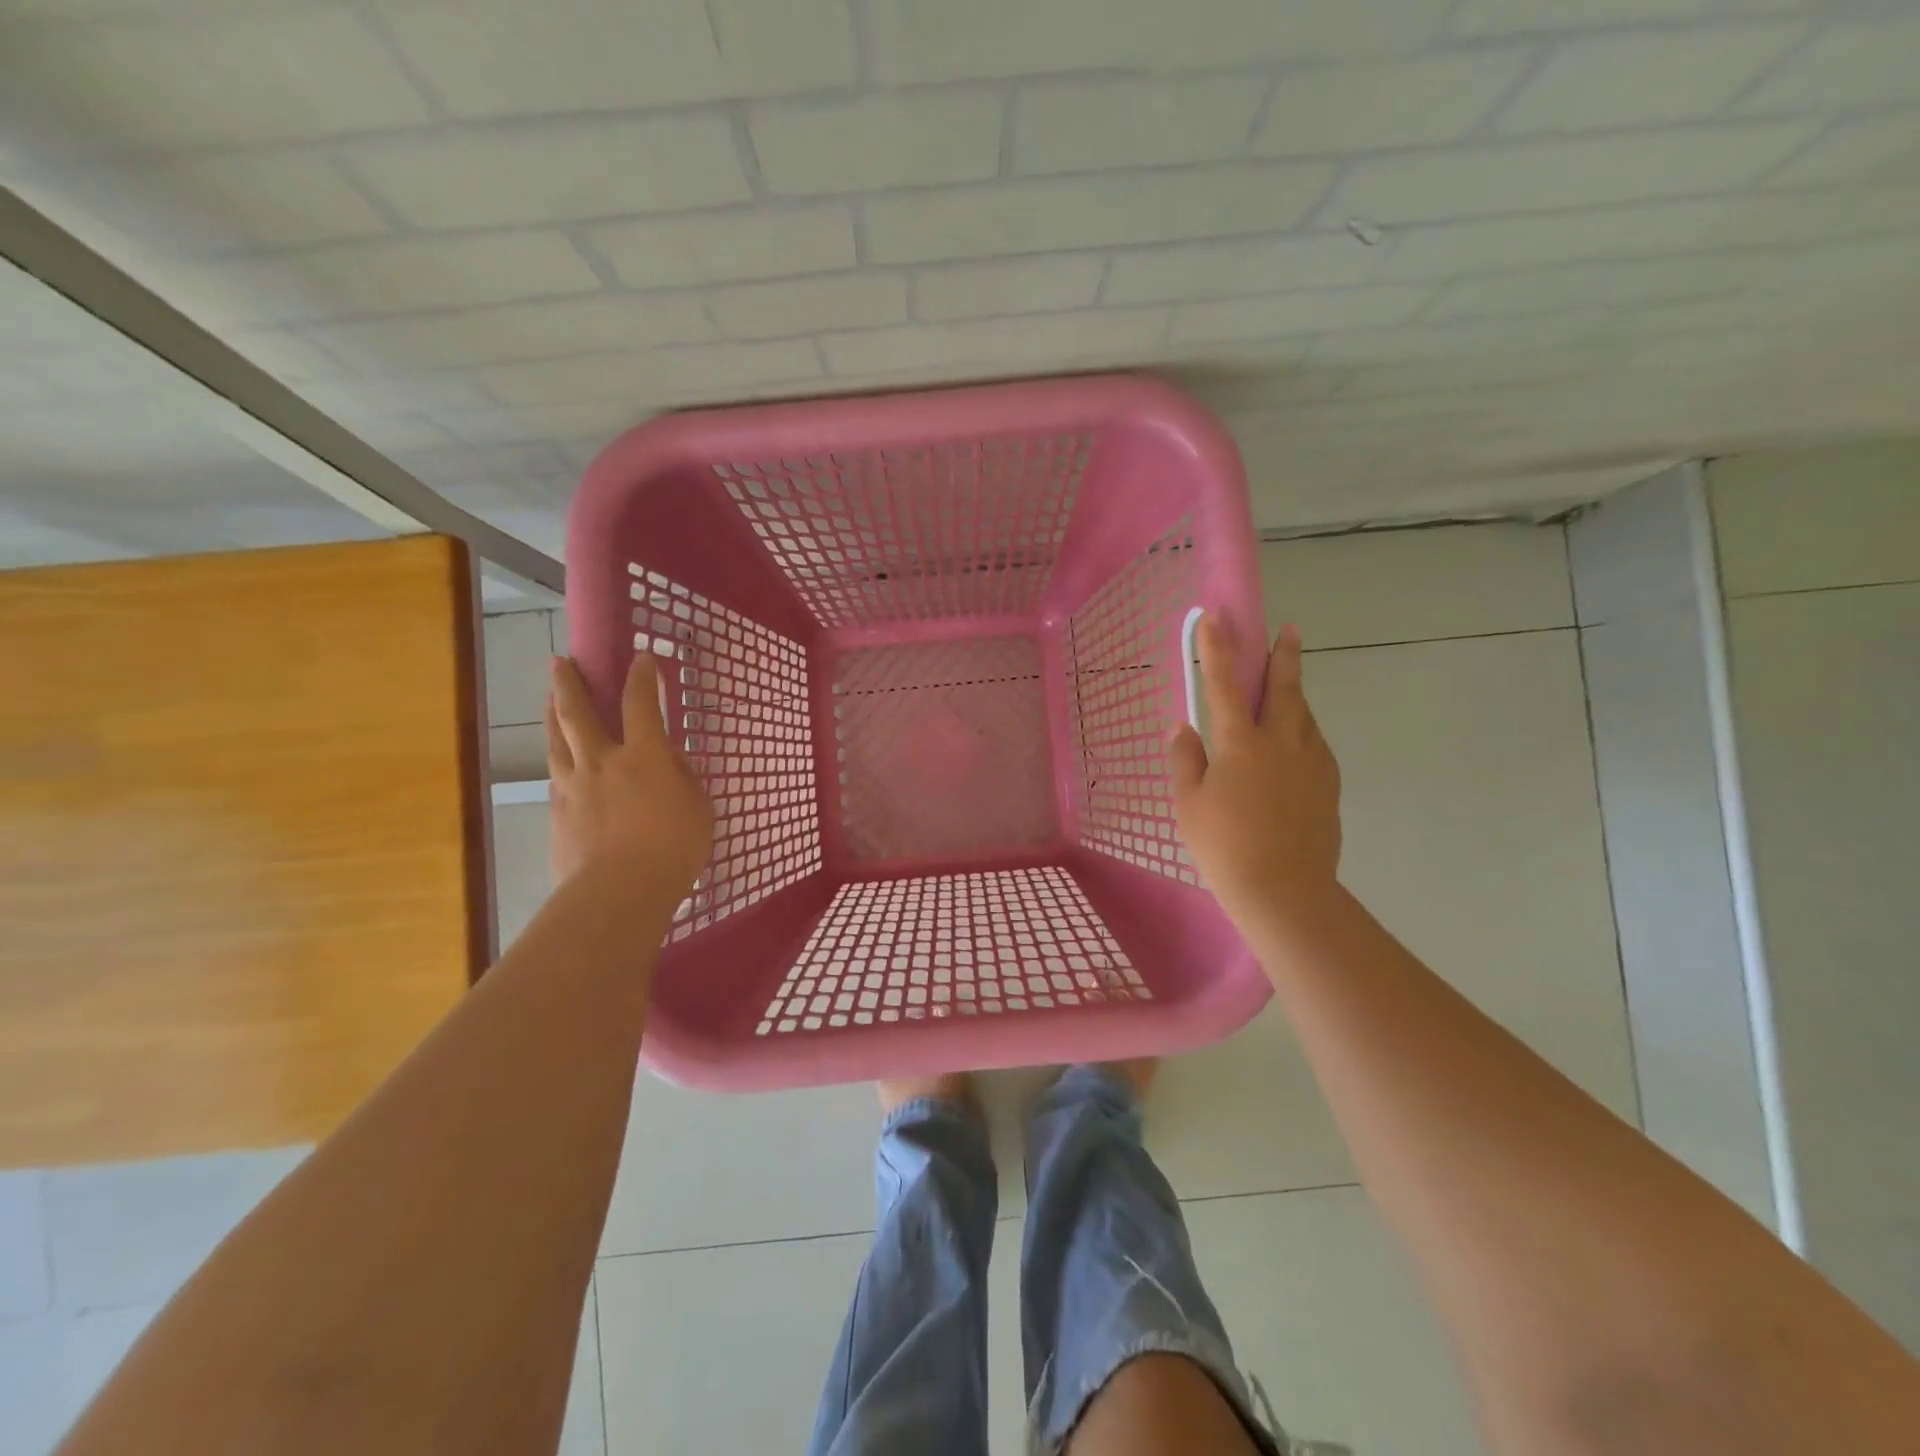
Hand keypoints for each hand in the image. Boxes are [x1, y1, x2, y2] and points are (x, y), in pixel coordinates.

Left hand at [546, 654, 713, 893]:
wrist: (619, 891)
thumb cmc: (673, 848)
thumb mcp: (699, 809)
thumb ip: (684, 780)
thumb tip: (671, 762)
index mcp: (644, 756)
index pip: (641, 704)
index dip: (642, 678)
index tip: (641, 658)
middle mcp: (602, 761)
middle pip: (578, 712)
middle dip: (570, 683)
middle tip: (561, 662)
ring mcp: (572, 786)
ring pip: (556, 740)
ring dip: (552, 714)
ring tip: (548, 699)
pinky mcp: (557, 814)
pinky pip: (555, 777)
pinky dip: (558, 761)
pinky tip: (559, 763)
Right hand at [1169, 616, 1341, 921]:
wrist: (1284, 890)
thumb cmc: (1224, 846)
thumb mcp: (1189, 804)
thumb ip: (1186, 760)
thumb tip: (1184, 728)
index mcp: (1241, 744)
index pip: (1225, 685)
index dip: (1218, 649)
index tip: (1215, 618)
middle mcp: (1282, 743)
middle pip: (1284, 689)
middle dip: (1283, 656)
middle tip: (1290, 630)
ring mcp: (1311, 763)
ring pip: (1305, 715)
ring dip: (1296, 693)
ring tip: (1289, 684)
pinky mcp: (1328, 786)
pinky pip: (1315, 744)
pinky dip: (1304, 730)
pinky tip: (1297, 741)